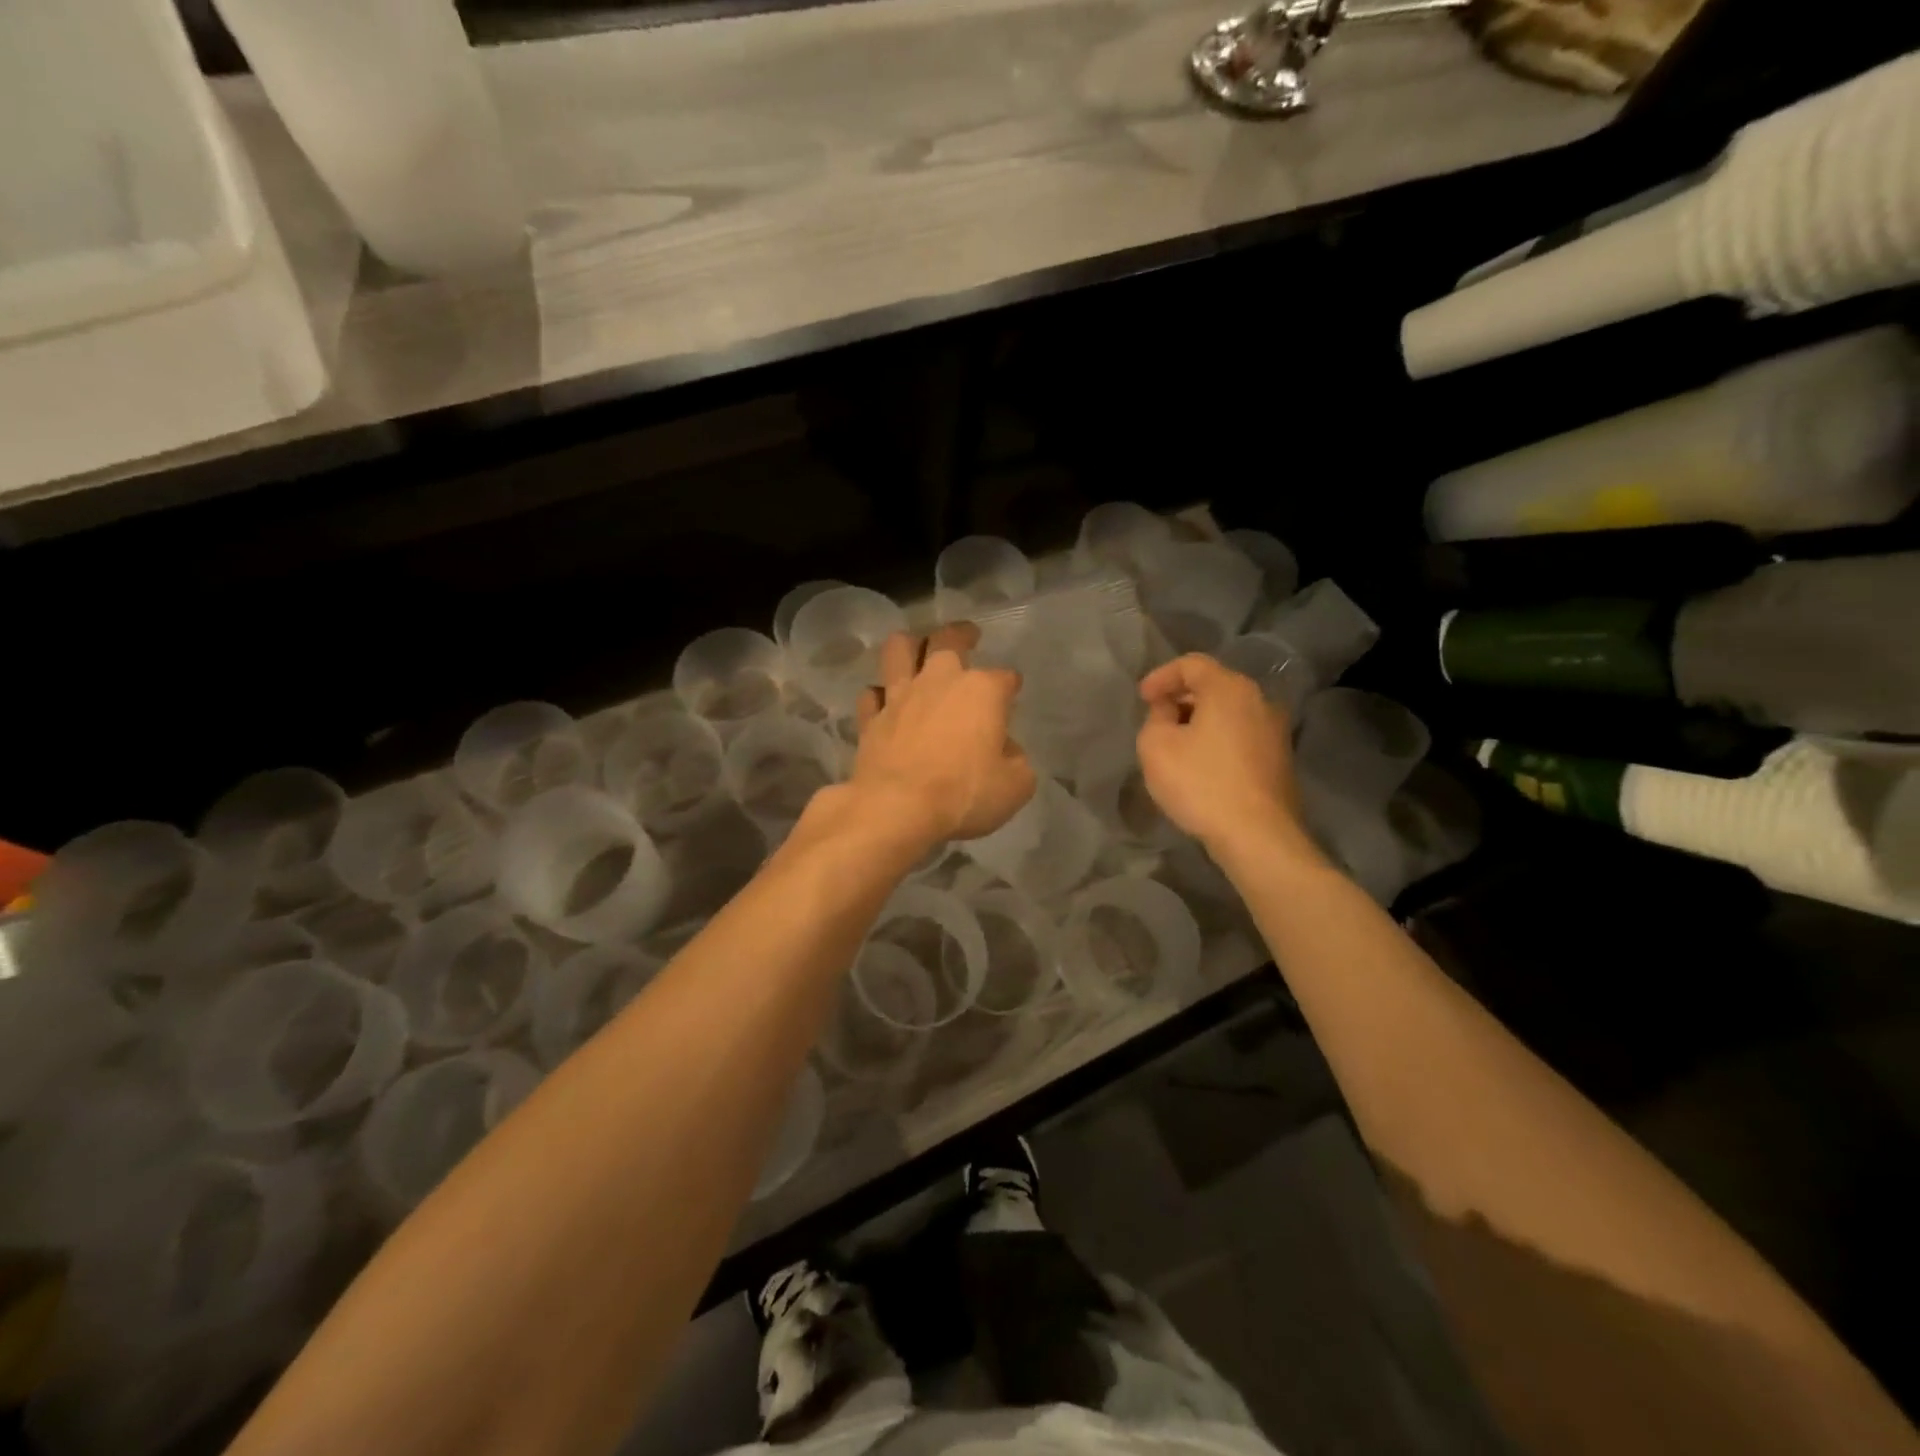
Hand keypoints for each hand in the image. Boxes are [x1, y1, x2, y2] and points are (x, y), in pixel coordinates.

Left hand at [851, 624, 1036, 846]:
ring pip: (899, 650)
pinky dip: (879, 695)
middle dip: (961, 634)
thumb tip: (1004, 749)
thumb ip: (1016, 761)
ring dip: (909, 645)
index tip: (1012, 692)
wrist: (897, 808)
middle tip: (967, 636)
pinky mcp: (871, 718)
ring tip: (915, 649)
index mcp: (982, 691)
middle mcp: (940, 681)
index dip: (1011, 684)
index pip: (1005, 677)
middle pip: (948, 640)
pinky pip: (872, 694)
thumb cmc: (964, 795)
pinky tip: (885, 702)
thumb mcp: (1015, 786)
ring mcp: (900, 696)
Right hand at [1136, 653, 1316, 861]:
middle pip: (1214, 686)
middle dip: (1180, 698)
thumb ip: (1156, 717)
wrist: (1257, 836)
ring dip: (1200, 721)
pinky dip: (1217, 741)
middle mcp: (1259, 701)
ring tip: (1176, 744)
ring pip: (1229, 713)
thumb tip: (1169, 710)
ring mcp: (1275, 731)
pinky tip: (1201, 765)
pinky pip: (1241, 736)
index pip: (1191, 664)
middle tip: (1156, 719)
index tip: (1141, 699)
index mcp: (1229, 689)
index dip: (1161, 676)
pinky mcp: (1280, 759)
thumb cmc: (1201, 784)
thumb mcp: (1156, 746)